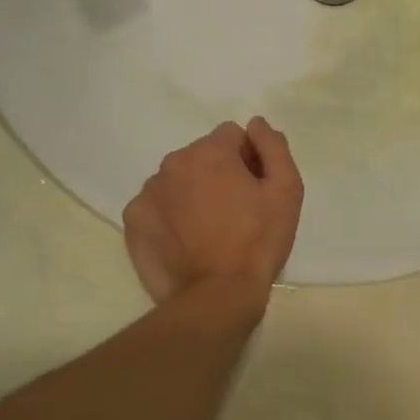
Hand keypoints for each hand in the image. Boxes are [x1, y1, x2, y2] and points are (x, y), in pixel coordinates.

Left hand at [122, 118, 303, 305]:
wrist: (218, 295)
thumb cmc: (259, 240)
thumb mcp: (286, 190)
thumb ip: (273, 147)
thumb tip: (256, 124)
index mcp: (209, 153)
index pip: (231, 135)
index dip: (248, 158)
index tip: (255, 188)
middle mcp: (172, 164)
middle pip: (202, 156)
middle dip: (218, 173)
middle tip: (236, 211)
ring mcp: (147, 193)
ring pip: (177, 180)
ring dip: (193, 192)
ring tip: (210, 229)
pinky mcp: (133, 221)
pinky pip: (157, 205)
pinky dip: (171, 215)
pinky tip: (187, 240)